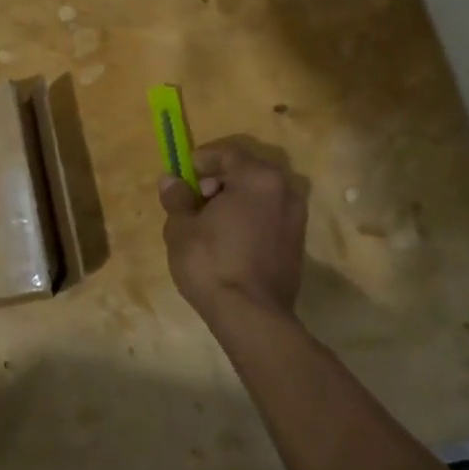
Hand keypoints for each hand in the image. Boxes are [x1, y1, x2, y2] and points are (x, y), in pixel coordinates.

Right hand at [159, 139, 307, 328]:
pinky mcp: (297, 243)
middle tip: (193, 202)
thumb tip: (171, 180)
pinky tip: (228, 242)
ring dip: (234, 201)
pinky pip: (269, 218)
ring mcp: (296, 218)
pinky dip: (249, 220)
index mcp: (258, 178)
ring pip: (259, 196)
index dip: (201, 161)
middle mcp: (285, 190)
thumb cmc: (211, 262)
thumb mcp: (181, 227)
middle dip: (218, 182)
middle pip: (246, 172)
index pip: (227, 153)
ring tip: (208, 225)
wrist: (251, 315)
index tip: (182, 177)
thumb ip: (177, 197)